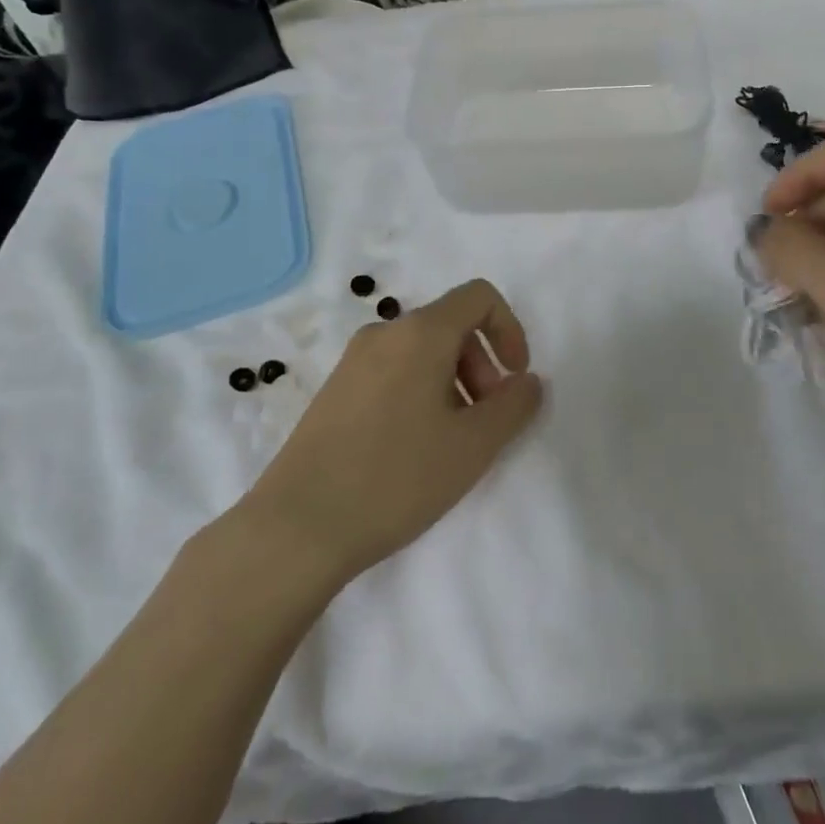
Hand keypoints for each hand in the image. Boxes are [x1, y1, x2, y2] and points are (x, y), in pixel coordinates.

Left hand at [243, 279, 542, 583]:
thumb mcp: (473, 445)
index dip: (510, 329)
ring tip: (452, 442)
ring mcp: (353, 360)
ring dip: (453, 382)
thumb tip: (527, 381)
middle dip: (482, 364)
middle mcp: (384, 333)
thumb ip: (514, 406)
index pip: (479, 296)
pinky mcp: (335, 389)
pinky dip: (420, 392)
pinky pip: (393, 371)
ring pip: (421, 352)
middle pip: (450, 325)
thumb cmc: (396, 477)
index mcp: (420, 333)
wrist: (297, 526)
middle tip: (486, 421)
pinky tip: (413, 448)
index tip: (514, 379)